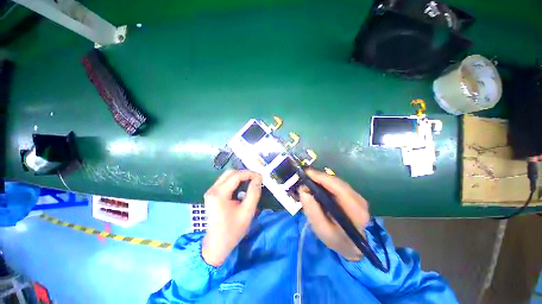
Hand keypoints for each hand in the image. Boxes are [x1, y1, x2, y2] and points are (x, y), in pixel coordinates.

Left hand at [202, 170, 261, 266]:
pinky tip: (242, 187)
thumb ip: (254, 193)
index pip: (236, 176)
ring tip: (251, 182)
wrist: (216, 245)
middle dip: (245, 174)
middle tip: (256, 179)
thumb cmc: (232, 230)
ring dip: (240, 177)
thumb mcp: (247, 212)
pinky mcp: (212, 194)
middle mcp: (213, 190)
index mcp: (219, 194)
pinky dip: (235, 182)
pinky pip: (225, 182)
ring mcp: (211, 192)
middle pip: (230, 173)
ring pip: (227, 176)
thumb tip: (258, 178)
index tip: (260, 177)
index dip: (250, 174)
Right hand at [299, 169, 369, 260]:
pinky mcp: (354, 196)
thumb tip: (303, 191)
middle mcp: (360, 202)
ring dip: (323, 179)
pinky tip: (317, 184)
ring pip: (338, 182)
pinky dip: (326, 183)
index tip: (307, 173)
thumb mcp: (322, 230)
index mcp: (356, 212)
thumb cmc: (336, 240)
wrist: (351, 246)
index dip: (322, 178)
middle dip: (320, 177)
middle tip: (305, 176)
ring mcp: (359, 198)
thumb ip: (312, 211)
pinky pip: (338, 185)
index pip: (339, 189)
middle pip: (338, 183)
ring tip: (309, 179)